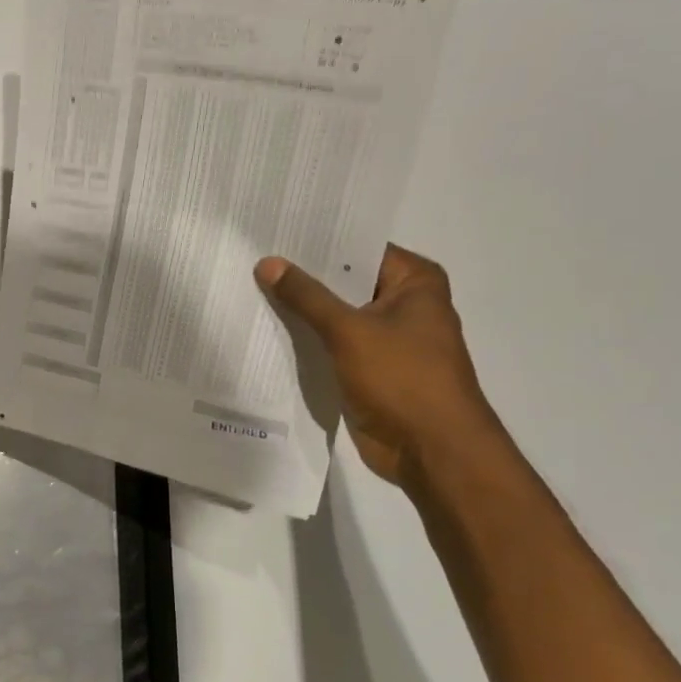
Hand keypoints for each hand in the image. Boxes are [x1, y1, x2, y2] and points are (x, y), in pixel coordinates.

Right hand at [255, 245, 501, 488]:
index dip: (318, 241)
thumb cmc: (402, 378)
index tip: (275, 232)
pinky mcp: (368, 368)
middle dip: (302, 277)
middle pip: (344, 281)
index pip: (359, 248)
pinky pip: (331, 345)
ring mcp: (386, 339)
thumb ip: (307, 296)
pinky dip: (306, 341)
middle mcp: (403, 304)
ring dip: (300, 312)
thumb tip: (268, 263)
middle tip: (252, 260)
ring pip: (335, 316)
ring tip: (250, 290)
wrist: (430, 449)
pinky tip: (267, 331)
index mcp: (414, 282)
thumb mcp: (349, 331)